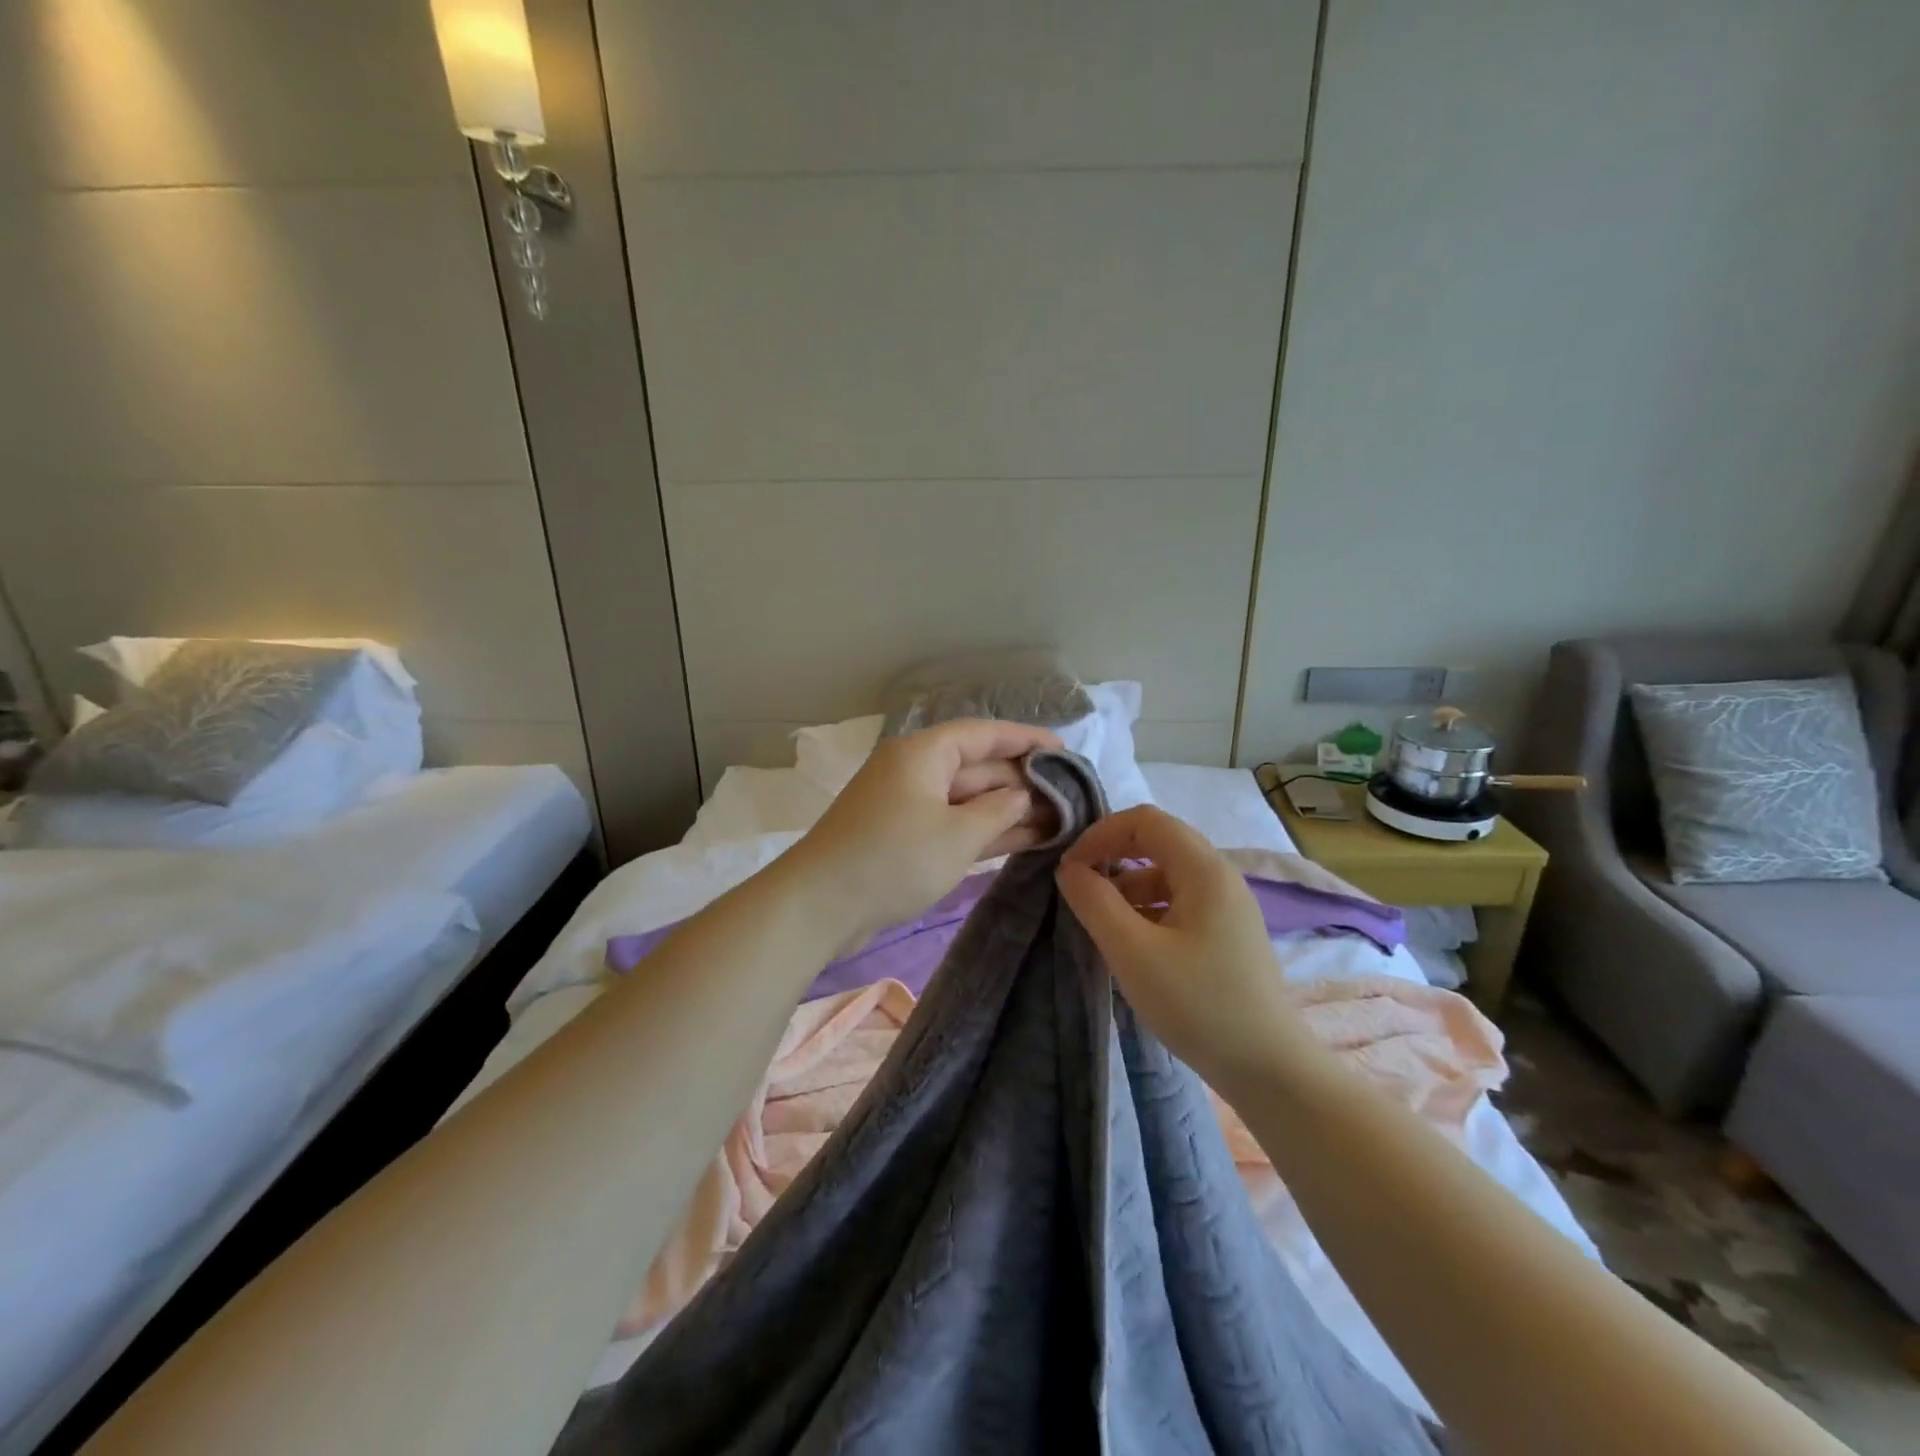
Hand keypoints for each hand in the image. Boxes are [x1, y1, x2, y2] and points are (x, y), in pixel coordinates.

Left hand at [786, 718, 1062, 942]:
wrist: (820, 905)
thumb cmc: (893, 859)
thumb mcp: (957, 834)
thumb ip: (999, 810)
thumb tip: (1022, 796)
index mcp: (924, 754)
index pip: (984, 734)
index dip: (1027, 739)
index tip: (1065, 751)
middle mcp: (917, 771)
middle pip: (978, 766)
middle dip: (1023, 782)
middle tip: (1071, 798)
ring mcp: (910, 805)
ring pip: (968, 799)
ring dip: (1009, 809)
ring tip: (1059, 820)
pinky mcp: (905, 837)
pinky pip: (954, 823)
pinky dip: (985, 830)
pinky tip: (1025, 839)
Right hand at [1055, 806, 1307, 1092]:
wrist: (1269, 1070)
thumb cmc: (1198, 1005)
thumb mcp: (1133, 952)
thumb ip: (1095, 902)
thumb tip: (1069, 868)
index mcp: (1204, 870)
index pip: (1145, 820)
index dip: (1101, 833)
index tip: (1071, 867)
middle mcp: (1220, 876)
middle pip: (1157, 841)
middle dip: (1112, 855)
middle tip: (1078, 886)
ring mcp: (1227, 905)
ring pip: (1166, 873)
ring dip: (1127, 884)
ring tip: (1099, 921)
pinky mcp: (1226, 933)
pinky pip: (1178, 901)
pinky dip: (1147, 907)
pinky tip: (1130, 941)